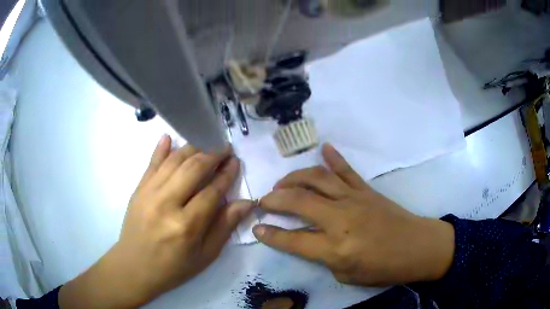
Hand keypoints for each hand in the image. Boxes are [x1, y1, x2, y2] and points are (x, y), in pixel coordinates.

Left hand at [59, 136, 253, 307]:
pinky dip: (161, 148)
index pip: (212, 191)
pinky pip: (151, 163)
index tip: (236, 161)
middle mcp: (167, 203)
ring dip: (193, 149)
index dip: (227, 174)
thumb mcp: (205, 256)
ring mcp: (149, 193)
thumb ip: (225, 227)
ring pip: (174, 161)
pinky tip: (169, 137)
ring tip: (206, 147)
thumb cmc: (173, 267)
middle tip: (225, 150)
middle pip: (194, 168)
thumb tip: (246, 203)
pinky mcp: (138, 189)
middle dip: (213, 155)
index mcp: (186, 225)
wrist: (134, 267)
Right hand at [253, 144, 454, 285]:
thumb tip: (310, 240)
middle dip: (275, 199)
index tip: (256, 227)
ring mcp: (354, 199)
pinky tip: (324, 148)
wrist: (417, 247)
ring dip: (295, 177)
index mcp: (336, 248)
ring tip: (282, 183)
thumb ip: (324, 257)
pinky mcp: (366, 190)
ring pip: (318, 178)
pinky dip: (333, 158)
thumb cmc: (383, 268)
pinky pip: (346, 170)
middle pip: (299, 201)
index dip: (271, 235)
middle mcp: (341, 218)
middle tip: (263, 201)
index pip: (293, 239)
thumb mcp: (347, 276)